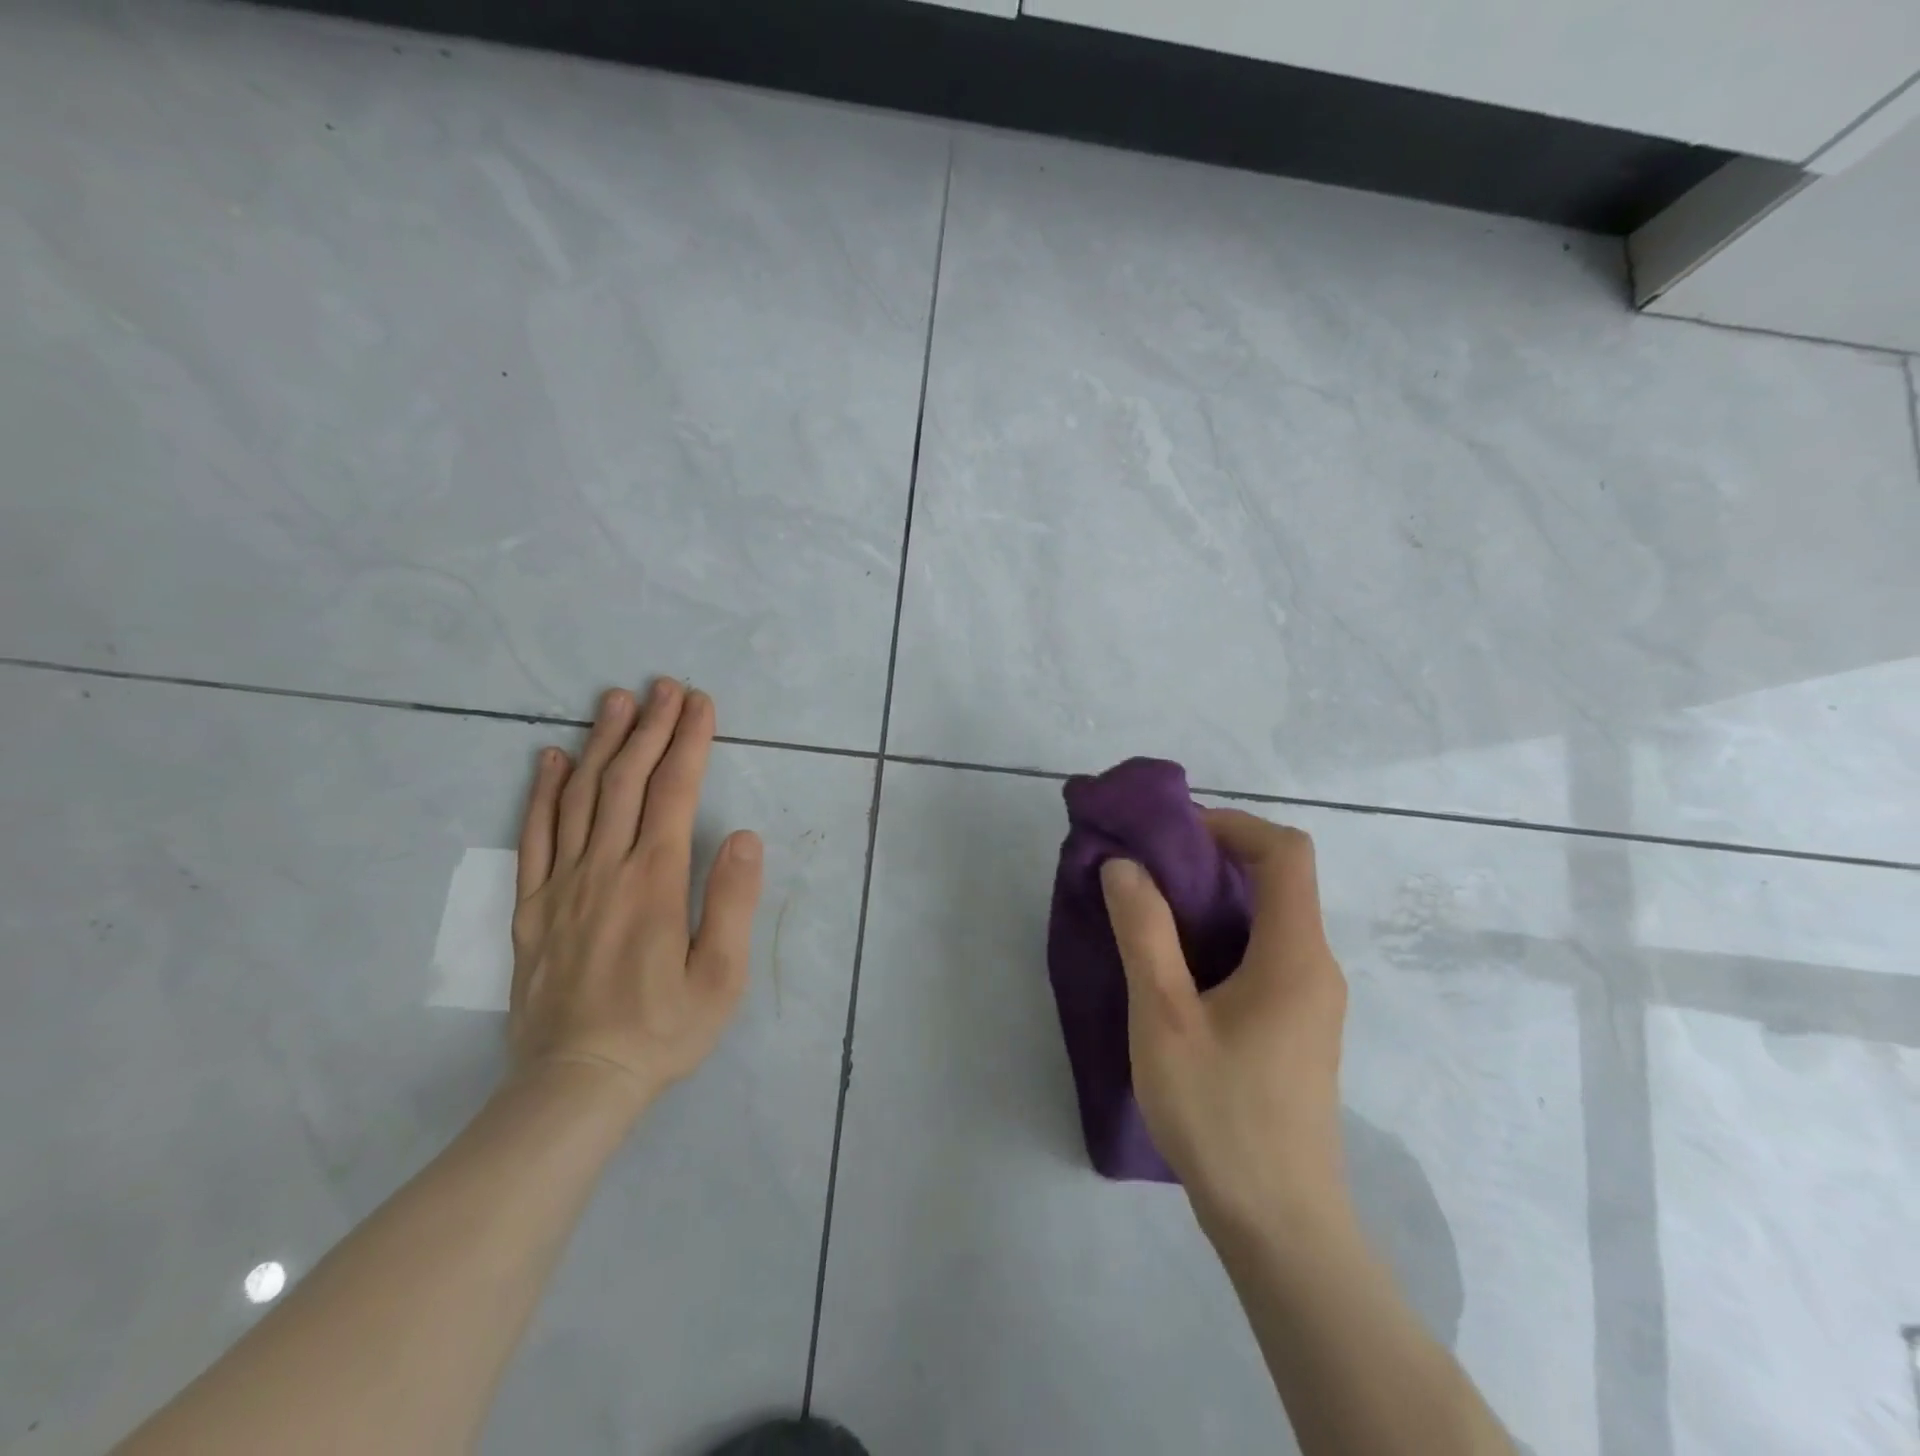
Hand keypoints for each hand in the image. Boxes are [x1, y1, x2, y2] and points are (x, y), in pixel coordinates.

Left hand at [509, 681, 763, 1115]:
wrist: (576, 1083)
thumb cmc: (663, 1029)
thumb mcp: (721, 975)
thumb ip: (732, 900)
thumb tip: (741, 834)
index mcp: (654, 880)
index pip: (673, 791)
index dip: (689, 741)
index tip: (701, 704)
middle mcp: (605, 868)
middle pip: (627, 780)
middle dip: (649, 727)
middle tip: (664, 686)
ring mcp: (561, 884)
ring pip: (580, 797)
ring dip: (600, 743)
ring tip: (615, 702)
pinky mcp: (531, 906)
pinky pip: (533, 836)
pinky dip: (541, 792)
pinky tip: (548, 758)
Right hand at [1100, 810, 1347, 1236]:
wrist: (1279, 1227)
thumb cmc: (1220, 1114)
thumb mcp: (1164, 1017)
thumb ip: (1144, 932)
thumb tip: (1125, 865)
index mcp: (1295, 954)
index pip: (1285, 852)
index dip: (1232, 825)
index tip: (1173, 835)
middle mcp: (1315, 967)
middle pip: (1277, 882)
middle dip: (1211, 861)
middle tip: (1146, 872)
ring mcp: (1311, 1001)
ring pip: (1267, 920)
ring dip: (1212, 902)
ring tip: (1149, 915)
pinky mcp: (1297, 1029)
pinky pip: (1264, 956)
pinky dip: (1221, 939)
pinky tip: (1174, 971)